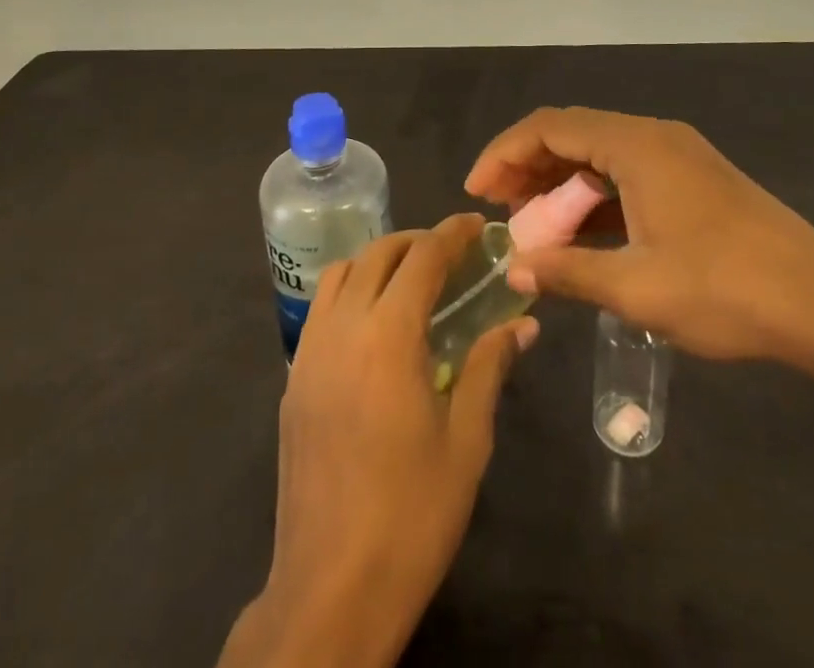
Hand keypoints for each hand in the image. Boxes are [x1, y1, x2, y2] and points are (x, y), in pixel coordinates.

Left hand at [220, 215, 536, 667]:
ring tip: (411, 280)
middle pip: (378, 254)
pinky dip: (350, 291)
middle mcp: (343, 328)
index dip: (452, 233)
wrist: (331, 587)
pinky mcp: (293, 380)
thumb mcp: (466, 440)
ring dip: (378, 261)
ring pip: (341, 274)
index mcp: (388, 335)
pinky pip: (321, 309)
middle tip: (451, 253)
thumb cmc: (412, 514)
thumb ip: (490, 367)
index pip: (423, 257)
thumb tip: (520, 324)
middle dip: (417, 241)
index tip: (478, 226)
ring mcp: (310, 353)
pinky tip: (374, 325)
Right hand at [464, 107, 813, 376]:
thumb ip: (568, 272)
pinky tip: (582, 234)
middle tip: (500, 211)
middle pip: (573, 134)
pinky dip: (596, 197)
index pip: (550, 127)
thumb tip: (513, 271)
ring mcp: (679, 156)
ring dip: (562, 184)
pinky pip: (627, 174)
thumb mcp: (637, 289)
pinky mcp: (695, 180)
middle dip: (529, 168)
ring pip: (600, 155)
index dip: (505, 153)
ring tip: (533, 226)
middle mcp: (655, 137)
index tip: (476, 192)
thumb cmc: (726, 291)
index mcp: (637, 145)